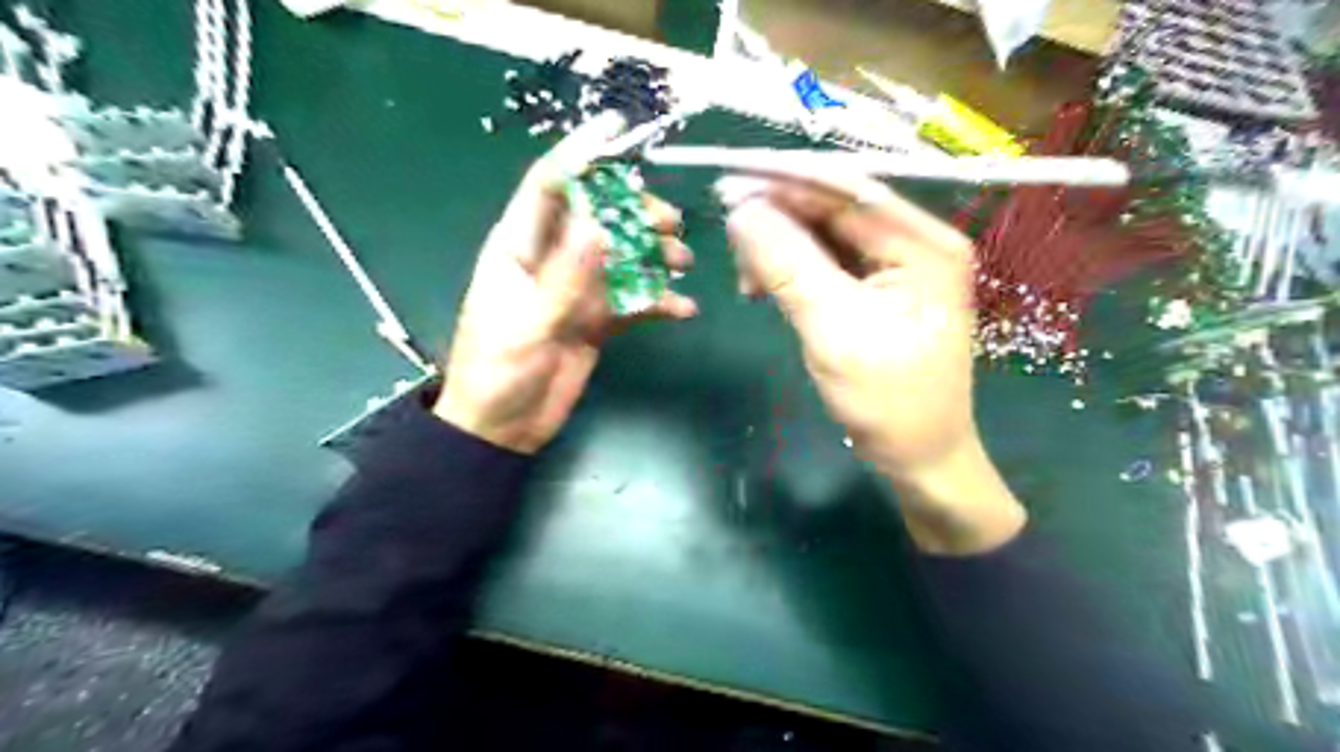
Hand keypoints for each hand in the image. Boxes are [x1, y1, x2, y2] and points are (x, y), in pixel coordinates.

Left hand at [436, 150, 696, 454]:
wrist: (504, 429)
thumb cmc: (498, 374)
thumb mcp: (527, 326)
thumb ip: (565, 278)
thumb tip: (601, 224)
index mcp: (519, 248)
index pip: (549, 187)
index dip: (582, 155)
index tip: (620, 132)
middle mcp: (551, 259)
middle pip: (598, 217)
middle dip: (635, 213)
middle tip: (669, 225)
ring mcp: (577, 289)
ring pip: (622, 255)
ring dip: (655, 254)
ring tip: (684, 262)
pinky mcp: (597, 319)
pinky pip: (633, 300)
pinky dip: (659, 300)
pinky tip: (683, 309)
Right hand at [724, 170, 1026, 550]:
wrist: (920, 458)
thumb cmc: (888, 402)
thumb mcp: (833, 330)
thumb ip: (787, 266)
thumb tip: (741, 211)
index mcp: (923, 244)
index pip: (847, 190)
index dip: (785, 181)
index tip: (728, 182)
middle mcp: (915, 242)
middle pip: (834, 209)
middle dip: (778, 220)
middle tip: (730, 241)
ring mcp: (898, 266)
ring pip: (824, 235)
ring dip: (779, 249)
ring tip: (746, 281)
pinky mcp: (878, 289)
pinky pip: (826, 262)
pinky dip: (790, 271)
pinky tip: (764, 289)